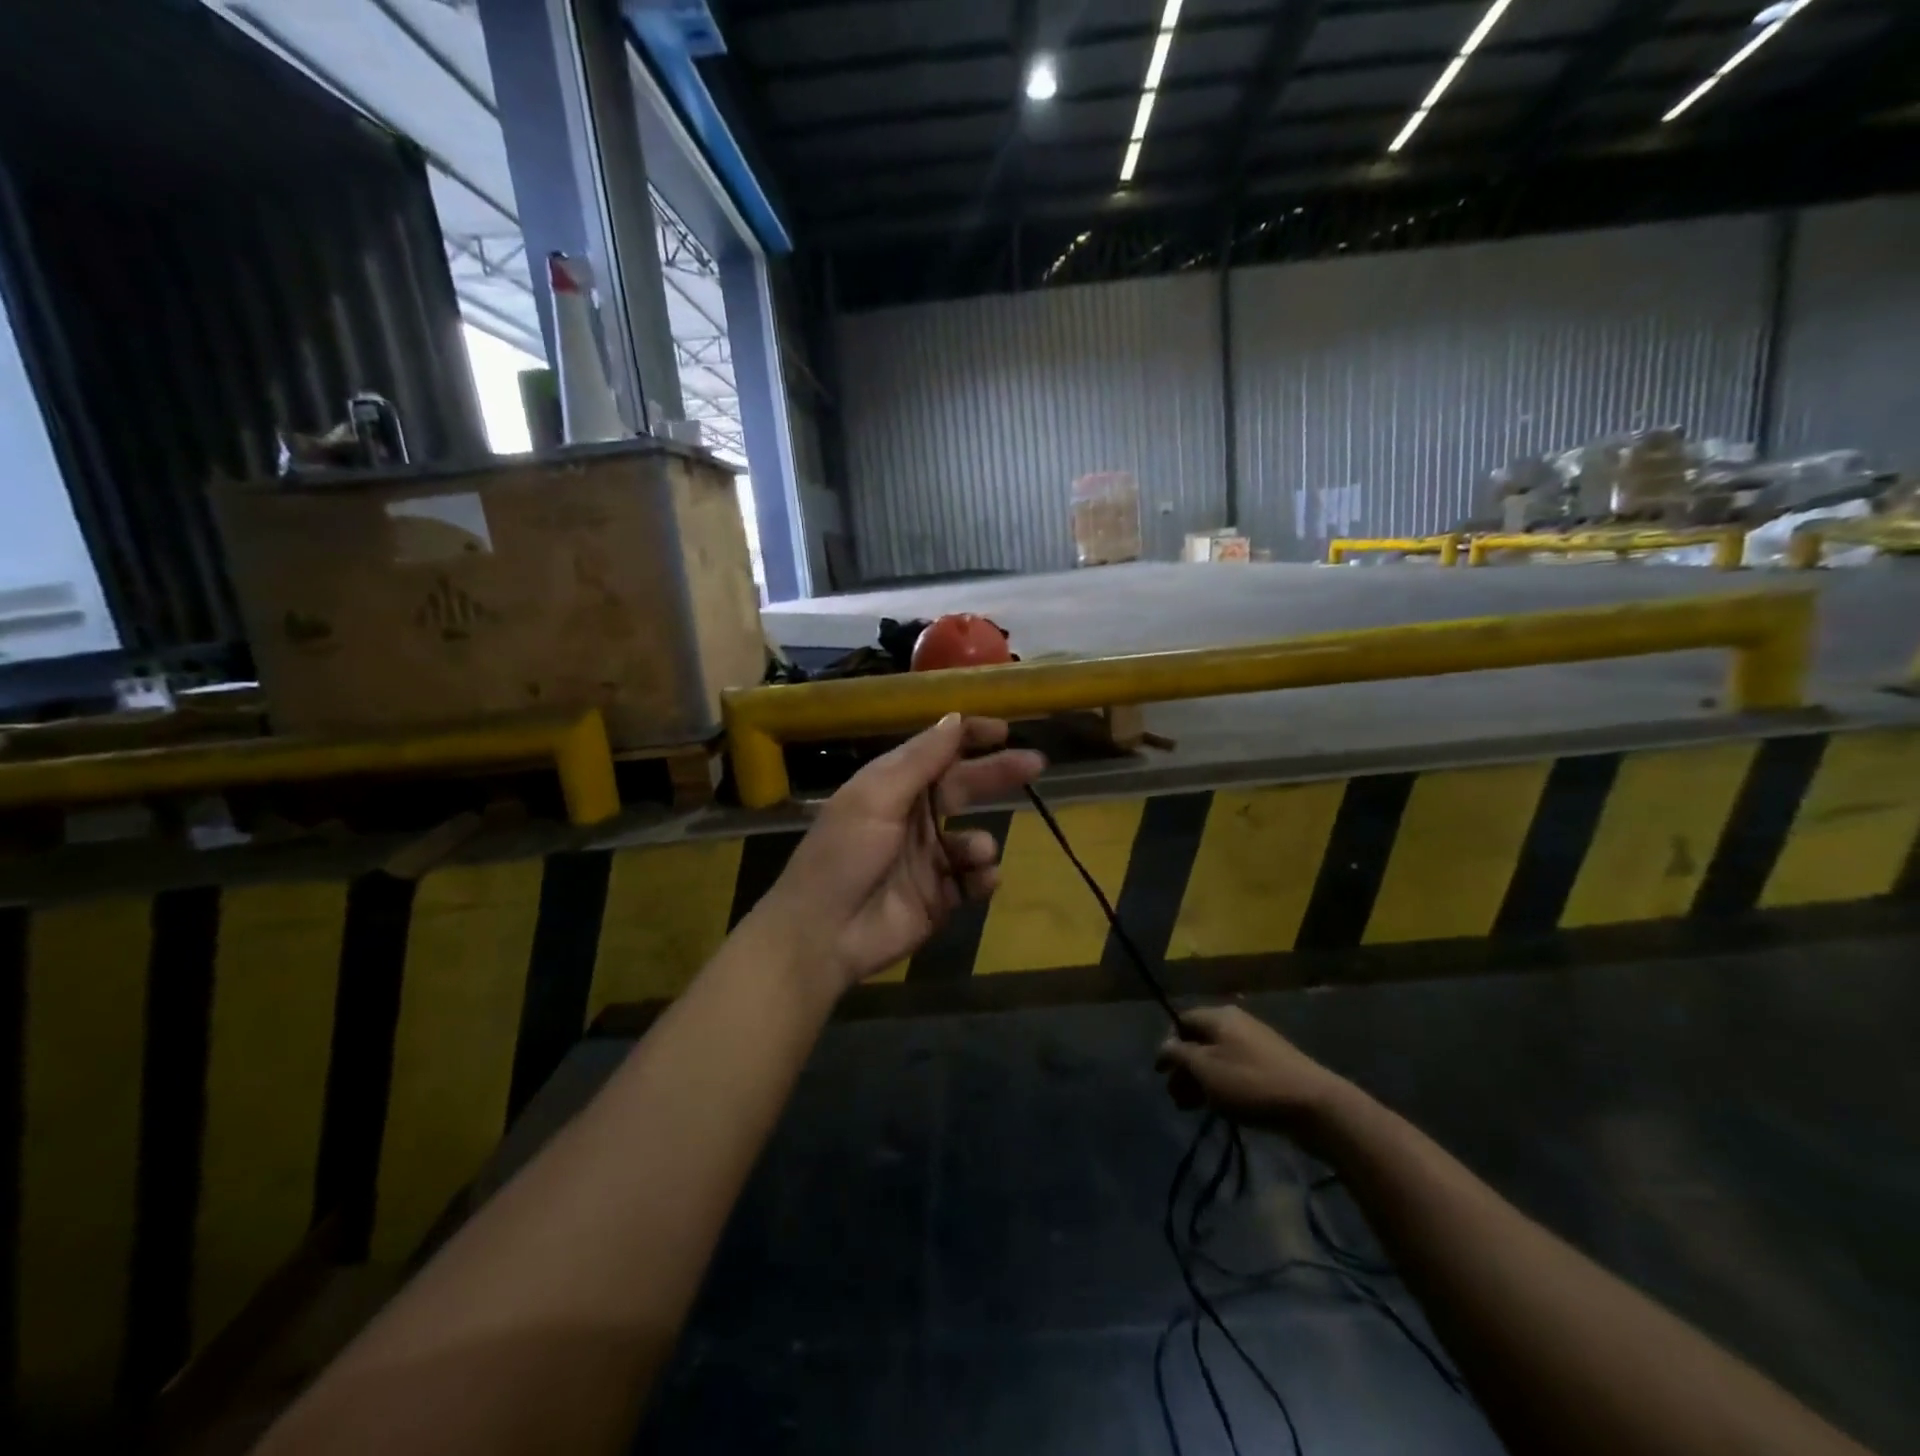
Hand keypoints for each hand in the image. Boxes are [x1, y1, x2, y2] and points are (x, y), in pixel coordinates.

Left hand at [750, 714, 1044, 994]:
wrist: (823, 934)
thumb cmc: (845, 854)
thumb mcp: (876, 797)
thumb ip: (920, 760)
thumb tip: (955, 718)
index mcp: (893, 787)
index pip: (937, 752)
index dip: (969, 737)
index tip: (1004, 729)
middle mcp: (914, 817)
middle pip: (964, 787)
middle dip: (998, 775)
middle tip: (1036, 764)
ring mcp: (928, 859)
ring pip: (974, 838)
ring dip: (981, 842)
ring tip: (976, 852)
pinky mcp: (939, 897)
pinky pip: (974, 880)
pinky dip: (982, 877)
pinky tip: (978, 880)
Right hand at [1155, 1005, 1350, 1131]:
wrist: (1314, 1105)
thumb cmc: (1250, 1082)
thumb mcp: (1205, 1069)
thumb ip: (1179, 1055)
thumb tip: (1164, 1047)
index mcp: (1219, 1016)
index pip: (1181, 1021)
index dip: (1168, 1046)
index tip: (1162, 1074)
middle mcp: (1236, 1023)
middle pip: (1199, 1041)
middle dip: (1184, 1069)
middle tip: (1176, 1098)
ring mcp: (1256, 1044)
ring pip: (1217, 1059)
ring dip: (1201, 1081)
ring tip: (1193, 1109)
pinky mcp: (1272, 1067)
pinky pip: (1236, 1070)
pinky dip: (1222, 1086)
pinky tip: (1221, 1108)